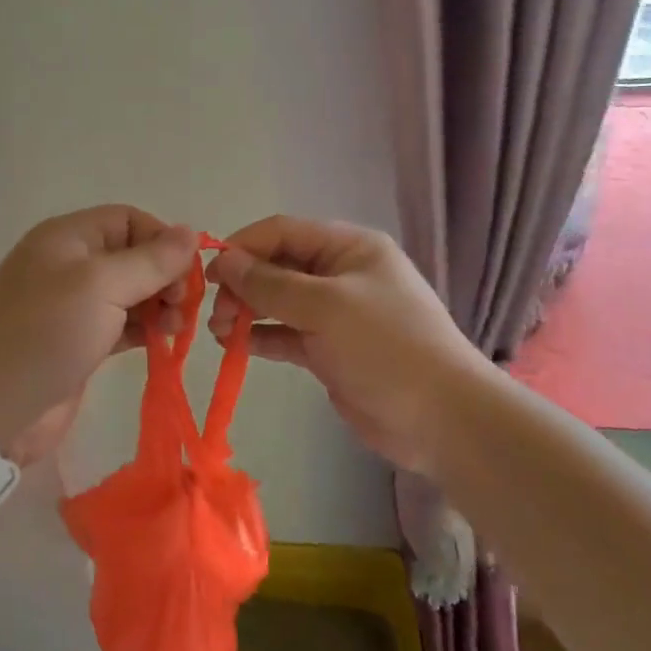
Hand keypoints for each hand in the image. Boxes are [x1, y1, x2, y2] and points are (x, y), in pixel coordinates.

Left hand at [0, 206, 200, 463]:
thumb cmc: (45, 334)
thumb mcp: (101, 285)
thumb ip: (150, 260)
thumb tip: (191, 232)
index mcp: (68, 237)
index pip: (128, 219)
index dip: (162, 240)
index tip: (186, 275)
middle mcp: (71, 264)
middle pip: (133, 255)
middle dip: (165, 275)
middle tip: (183, 307)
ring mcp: (74, 306)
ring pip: (131, 292)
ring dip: (159, 304)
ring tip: (176, 328)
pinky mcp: (80, 342)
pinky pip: (122, 323)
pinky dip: (145, 328)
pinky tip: (163, 341)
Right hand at [206, 216, 491, 474]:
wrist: (441, 418)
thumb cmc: (385, 346)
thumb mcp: (326, 307)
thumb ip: (270, 284)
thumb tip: (224, 260)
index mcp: (349, 247)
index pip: (283, 231)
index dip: (243, 247)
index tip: (209, 273)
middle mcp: (340, 273)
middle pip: (278, 266)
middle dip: (243, 284)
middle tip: (217, 312)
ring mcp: (336, 313)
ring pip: (278, 301)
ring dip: (247, 311)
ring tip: (219, 332)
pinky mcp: (330, 350)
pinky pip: (286, 334)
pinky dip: (261, 337)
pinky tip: (235, 346)